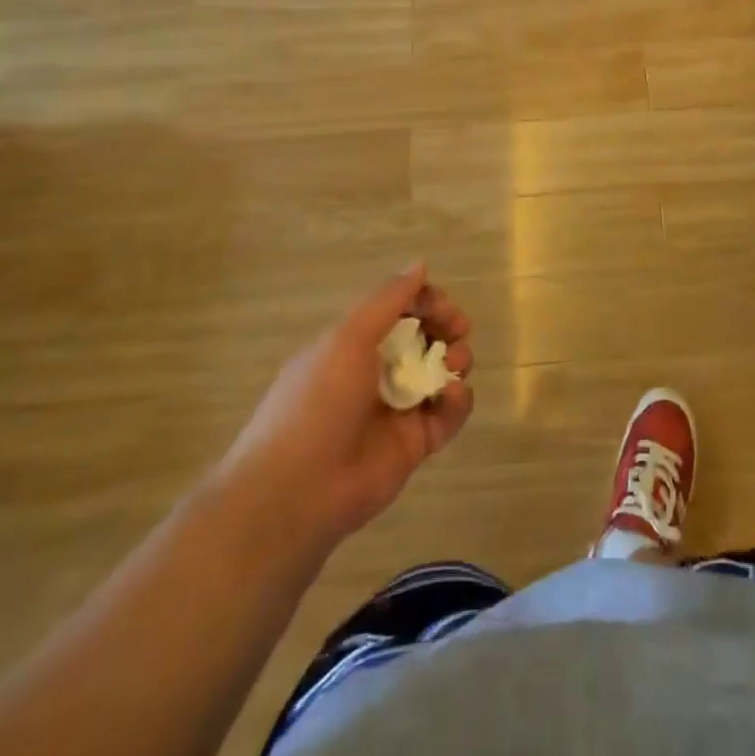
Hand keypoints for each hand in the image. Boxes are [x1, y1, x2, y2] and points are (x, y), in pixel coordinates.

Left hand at [216, 265, 473, 548]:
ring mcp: (397, 409)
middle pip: (423, 338)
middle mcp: (376, 372)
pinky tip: (453, 395)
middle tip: (458, 329)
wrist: (296, 491)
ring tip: (455, 363)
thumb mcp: (348, 338)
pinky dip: (458, 401)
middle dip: (446, 327)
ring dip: (456, 360)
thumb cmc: (318, 402)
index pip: (398, 311)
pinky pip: (448, 414)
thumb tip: (419, 264)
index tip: (442, 304)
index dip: (424, 301)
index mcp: (353, 345)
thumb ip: (387, 300)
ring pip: (440, 373)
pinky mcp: (415, 444)